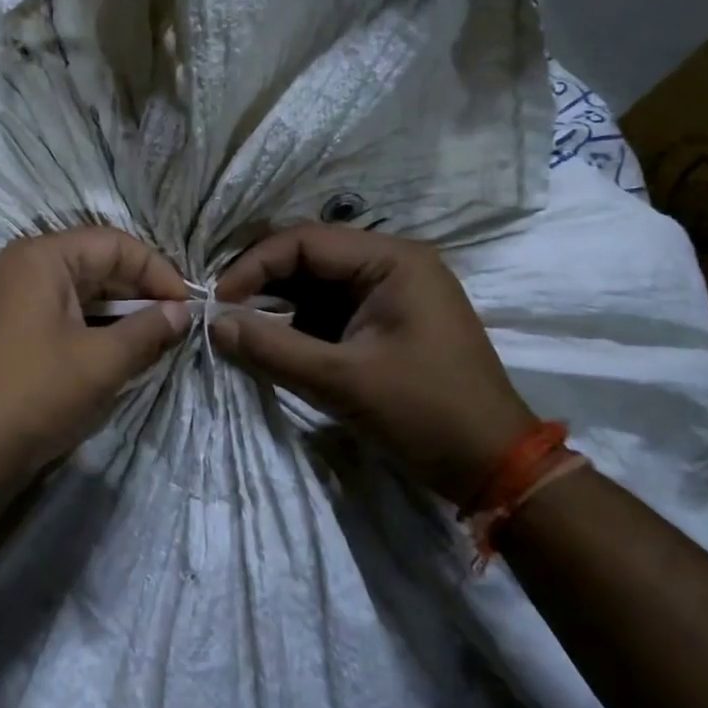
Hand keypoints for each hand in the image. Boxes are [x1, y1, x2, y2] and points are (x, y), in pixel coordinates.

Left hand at [0, 227, 191, 511]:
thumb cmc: (36, 396)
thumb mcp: (103, 363)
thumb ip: (148, 331)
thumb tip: (181, 313)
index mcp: (38, 258)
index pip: (113, 243)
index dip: (156, 271)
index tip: (186, 307)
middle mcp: (10, 267)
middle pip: (87, 264)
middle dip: (132, 293)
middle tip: (168, 328)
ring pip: (64, 293)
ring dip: (106, 314)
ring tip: (138, 346)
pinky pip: (41, 316)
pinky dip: (74, 328)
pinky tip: (93, 357)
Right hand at [211, 225, 535, 503]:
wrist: (493, 466)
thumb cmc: (424, 413)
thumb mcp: (341, 381)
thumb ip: (272, 348)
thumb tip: (213, 323)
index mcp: (392, 260)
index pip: (305, 240)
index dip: (254, 265)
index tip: (218, 301)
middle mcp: (393, 263)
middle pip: (310, 256)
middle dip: (263, 283)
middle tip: (223, 313)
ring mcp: (393, 291)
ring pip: (317, 283)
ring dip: (278, 304)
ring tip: (242, 330)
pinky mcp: (388, 320)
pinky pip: (332, 308)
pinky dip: (300, 323)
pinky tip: (275, 343)